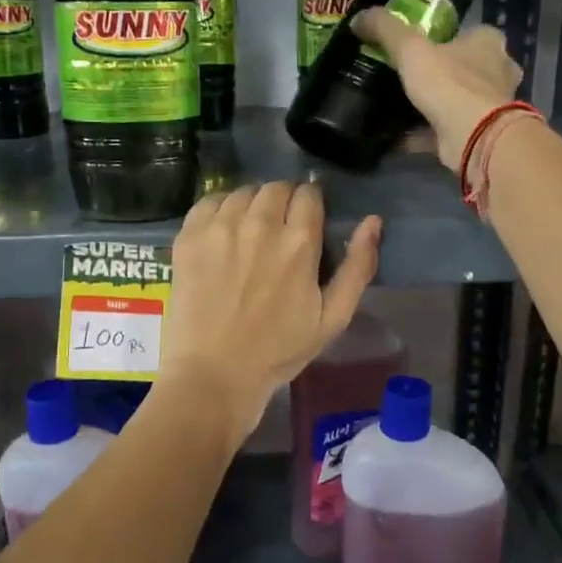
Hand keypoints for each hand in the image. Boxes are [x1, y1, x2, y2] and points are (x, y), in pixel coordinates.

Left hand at [159, 182, 382, 437]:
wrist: (214, 374)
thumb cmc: (278, 351)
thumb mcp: (333, 318)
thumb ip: (357, 266)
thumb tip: (372, 222)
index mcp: (299, 242)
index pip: (308, 194)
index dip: (310, 205)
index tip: (305, 223)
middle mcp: (260, 224)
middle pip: (276, 188)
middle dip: (282, 202)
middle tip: (277, 231)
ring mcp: (220, 227)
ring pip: (242, 192)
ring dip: (251, 205)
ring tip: (248, 233)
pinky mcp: (189, 236)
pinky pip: (208, 202)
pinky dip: (219, 210)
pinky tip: (221, 234)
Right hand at [350, 11, 520, 171]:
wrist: (475, 137)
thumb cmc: (449, 83)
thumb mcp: (410, 49)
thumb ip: (386, 30)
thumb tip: (358, 17)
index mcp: (488, 41)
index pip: (466, 32)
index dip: (441, 37)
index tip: (413, 46)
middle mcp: (496, 71)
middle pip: (461, 67)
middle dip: (435, 73)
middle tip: (401, 77)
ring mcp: (490, 106)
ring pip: (455, 100)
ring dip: (430, 104)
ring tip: (395, 105)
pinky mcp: (478, 134)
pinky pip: (444, 129)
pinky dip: (421, 133)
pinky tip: (394, 135)